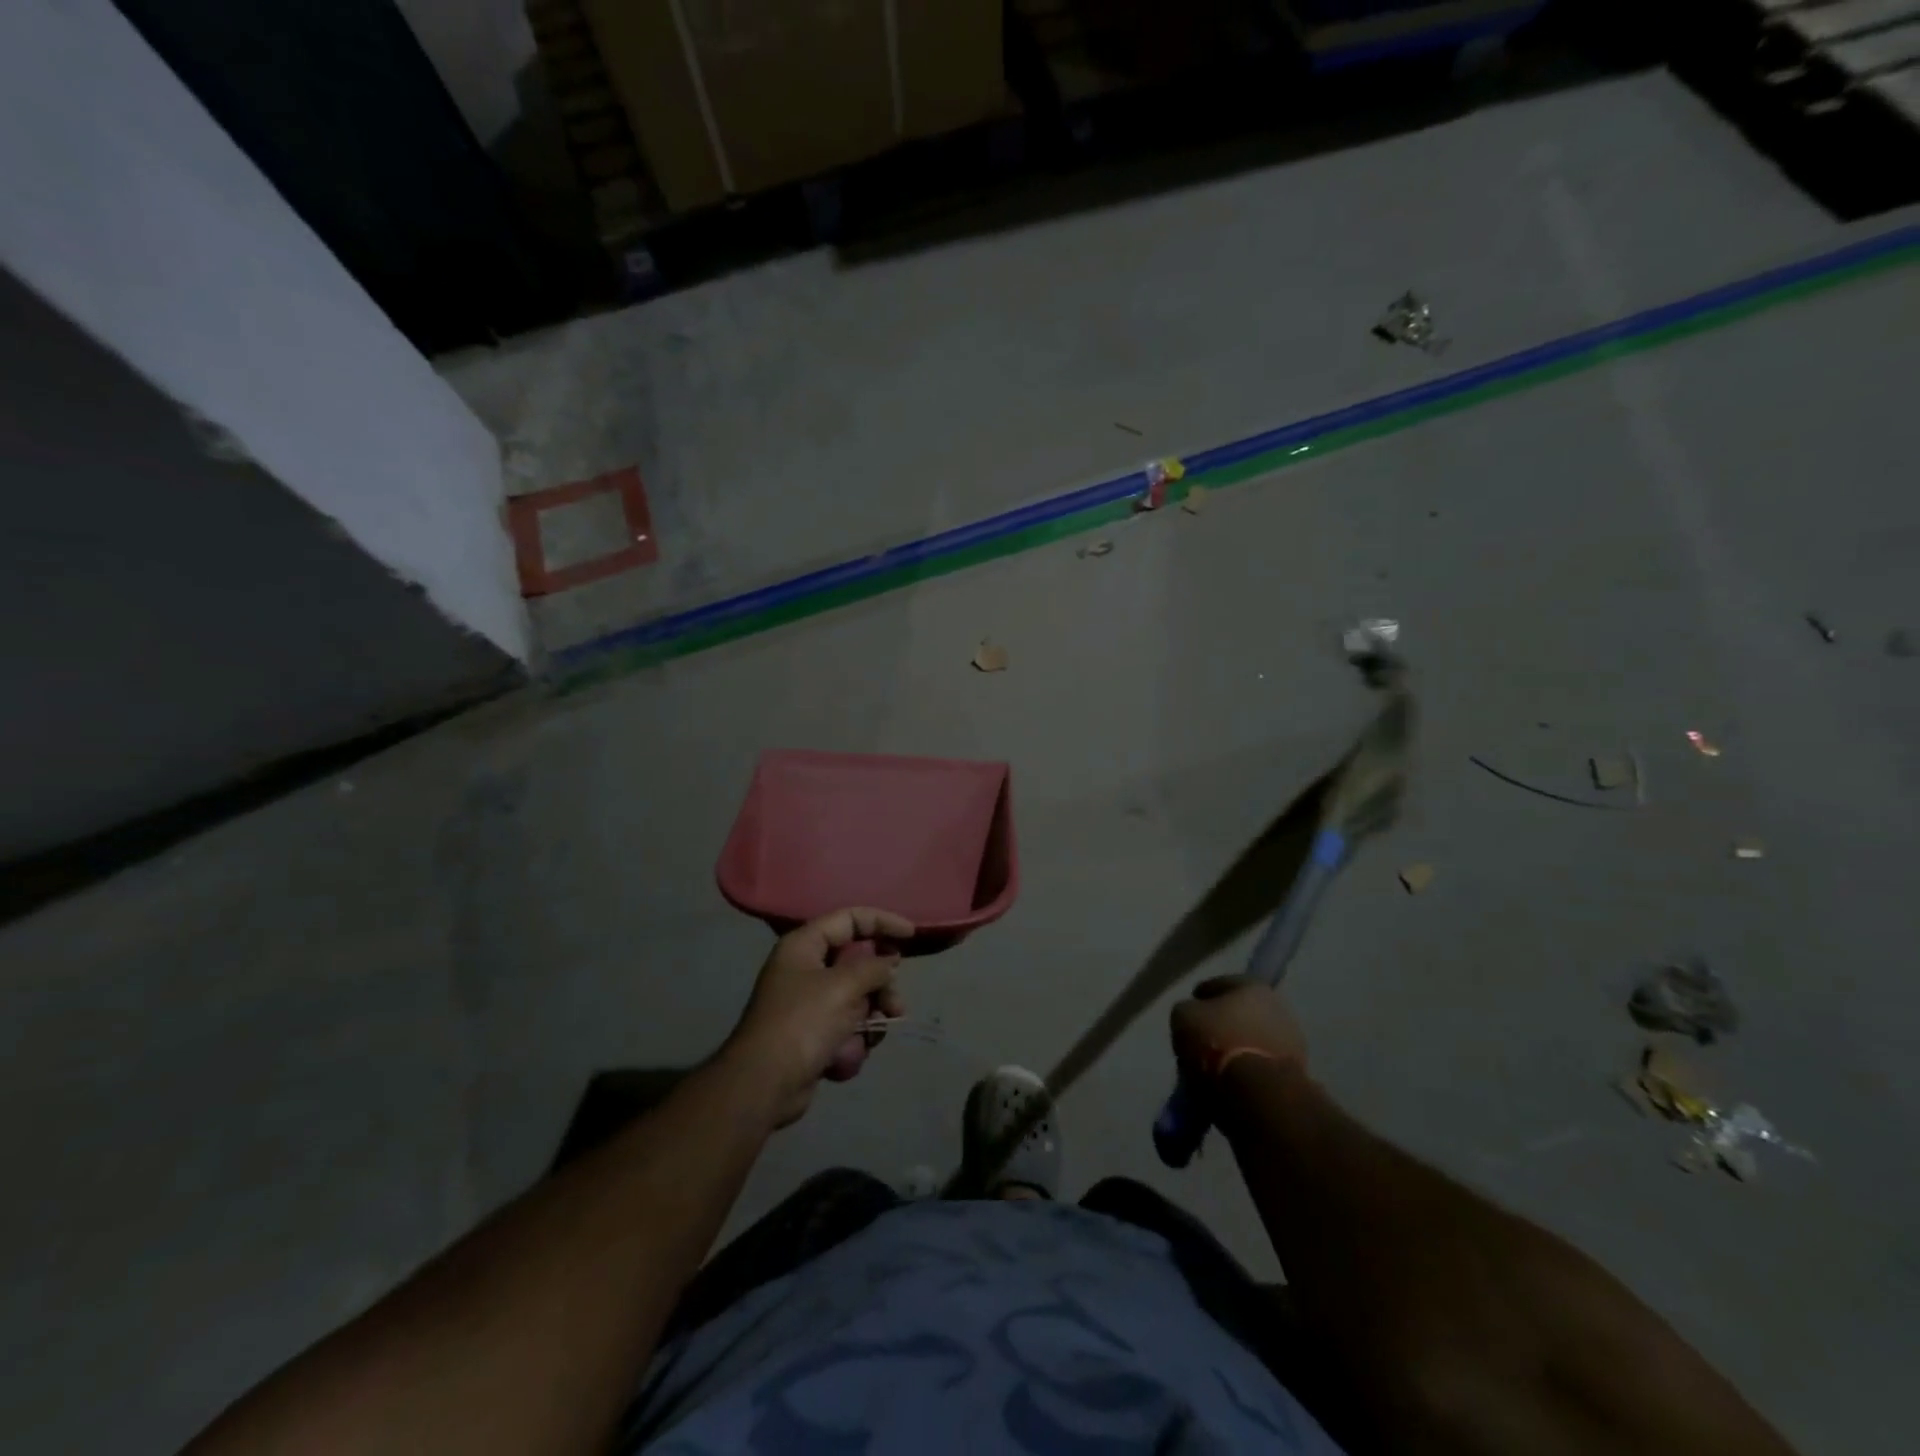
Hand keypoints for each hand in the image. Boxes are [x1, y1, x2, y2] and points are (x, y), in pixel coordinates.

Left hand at [720, 907, 914, 1127]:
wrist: (764, 1084)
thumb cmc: (803, 1023)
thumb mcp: (843, 986)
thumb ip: (873, 967)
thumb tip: (888, 963)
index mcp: (804, 945)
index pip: (850, 918)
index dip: (882, 922)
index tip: (911, 935)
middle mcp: (805, 968)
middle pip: (857, 962)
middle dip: (880, 984)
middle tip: (894, 1004)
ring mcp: (809, 1003)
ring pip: (857, 997)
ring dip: (871, 1015)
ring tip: (875, 1034)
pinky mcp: (813, 1034)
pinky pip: (847, 1025)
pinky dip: (854, 1038)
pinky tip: (849, 1054)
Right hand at [1170, 976, 1307, 1083]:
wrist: (1259, 1093)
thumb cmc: (1218, 1043)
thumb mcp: (1183, 1017)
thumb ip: (1187, 1010)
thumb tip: (1194, 1016)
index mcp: (1252, 985)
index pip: (1218, 985)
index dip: (1199, 999)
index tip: (1188, 1015)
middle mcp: (1278, 1006)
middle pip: (1240, 1013)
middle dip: (1222, 1025)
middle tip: (1202, 1041)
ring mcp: (1292, 1041)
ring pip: (1253, 1039)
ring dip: (1237, 1048)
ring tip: (1215, 1066)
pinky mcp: (1297, 1072)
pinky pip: (1262, 1064)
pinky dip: (1248, 1069)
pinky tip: (1231, 1080)